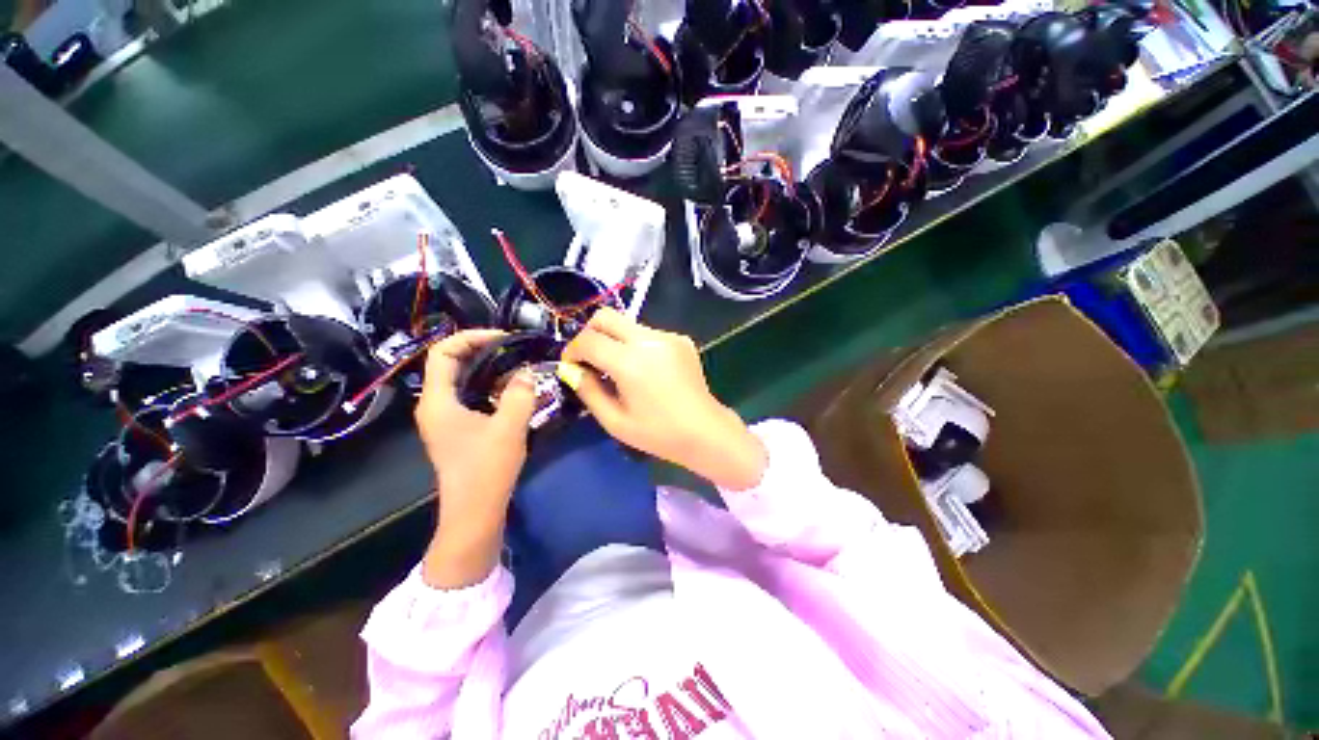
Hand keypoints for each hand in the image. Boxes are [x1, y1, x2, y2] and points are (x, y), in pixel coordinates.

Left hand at [415, 330, 537, 587]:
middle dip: (481, 348)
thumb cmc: (487, 470)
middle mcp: (434, 405)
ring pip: (460, 378)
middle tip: (513, 347)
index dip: (471, 337)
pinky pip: (468, 393)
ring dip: (486, 366)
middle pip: (450, 362)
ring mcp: (444, 417)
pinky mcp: (456, 427)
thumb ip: (519, 394)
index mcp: (437, 401)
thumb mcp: (509, 428)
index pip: (443, 352)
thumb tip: (527, 371)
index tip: (503, 338)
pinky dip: (488, 383)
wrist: (475, 511)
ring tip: (515, 363)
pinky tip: (511, 387)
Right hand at [562, 309, 766, 490]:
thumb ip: (588, 391)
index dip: (572, 350)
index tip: (571, 366)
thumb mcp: (615, 421)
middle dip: (589, 334)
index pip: (588, 339)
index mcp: (630, 362)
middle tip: (589, 359)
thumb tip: (572, 370)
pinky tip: (646, 370)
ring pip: (627, 324)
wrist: (705, 431)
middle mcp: (648, 340)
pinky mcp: (681, 339)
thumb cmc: (658, 433)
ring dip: (614, 340)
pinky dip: (637, 345)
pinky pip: (648, 333)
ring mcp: (668, 336)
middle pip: (606, 316)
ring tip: (620, 369)